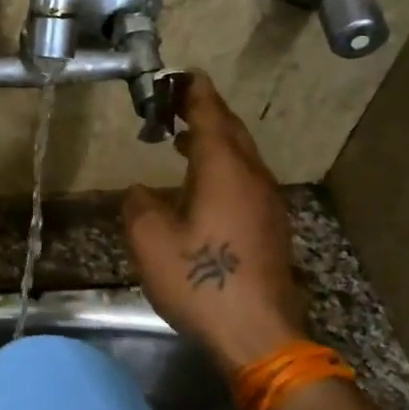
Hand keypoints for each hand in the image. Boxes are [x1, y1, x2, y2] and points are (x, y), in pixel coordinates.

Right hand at [122, 72, 308, 372]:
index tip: (182, 77)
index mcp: (224, 172)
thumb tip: (140, 192)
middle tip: (179, 104)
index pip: (211, 118)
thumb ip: (139, 206)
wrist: (258, 333)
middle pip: (232, 133)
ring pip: (242, 157)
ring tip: (185, 140)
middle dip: (207, 113)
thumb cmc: (200, 281)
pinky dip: (223, 168)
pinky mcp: (270, 227)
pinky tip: (203, 184)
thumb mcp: (150, 242)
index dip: (195, 95)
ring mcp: (267, 204)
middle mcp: (252, 179)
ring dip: (215, 141)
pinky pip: (245, 180)